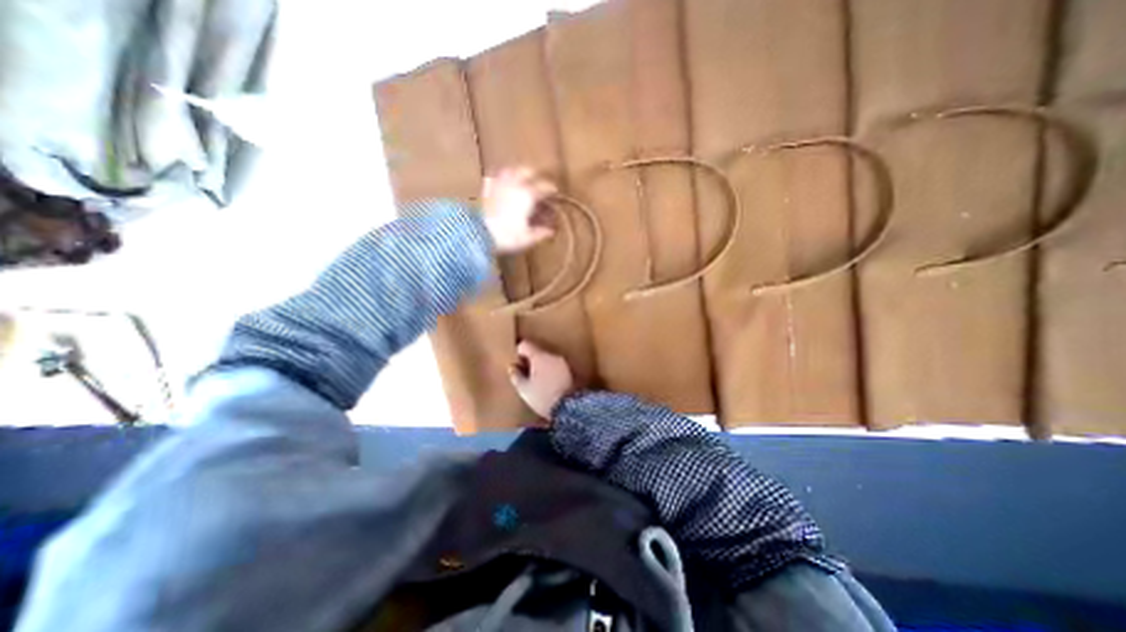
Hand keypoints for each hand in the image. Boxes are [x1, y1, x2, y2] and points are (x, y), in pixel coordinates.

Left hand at [482, 170, 554, 255]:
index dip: (551, 189)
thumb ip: (541, 233)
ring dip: (516, 173)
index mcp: (528, 195)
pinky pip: (492, 179)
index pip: (544, 187)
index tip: (555, 192)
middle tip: (537, 182)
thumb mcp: (528, 238)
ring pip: (509, 170)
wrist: (480, 235)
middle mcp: (514, 185)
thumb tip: (551, 231)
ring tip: (519, 179)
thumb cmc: (508, 237)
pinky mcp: (485, 191)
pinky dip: (497, 179)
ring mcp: (498, 185)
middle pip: (526, 171)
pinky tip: (498, 184)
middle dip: (534, 175)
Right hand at [513, 341, 574, 418]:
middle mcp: (552, 355)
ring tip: (535, 379)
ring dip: (540, 365)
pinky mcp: (568, 370)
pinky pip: (554, 365)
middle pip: (537, 351)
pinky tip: (546, 382)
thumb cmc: (542, 397)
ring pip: (546, 358)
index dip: (518, 352)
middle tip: (524, 372)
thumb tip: (512, 367)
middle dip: (529, 360)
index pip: (525, 344)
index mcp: (539, 356)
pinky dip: (549, 370)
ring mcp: (562, 362)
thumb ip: (516, 376)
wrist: (568, 408)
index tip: (516, 362)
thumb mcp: (524, 389)